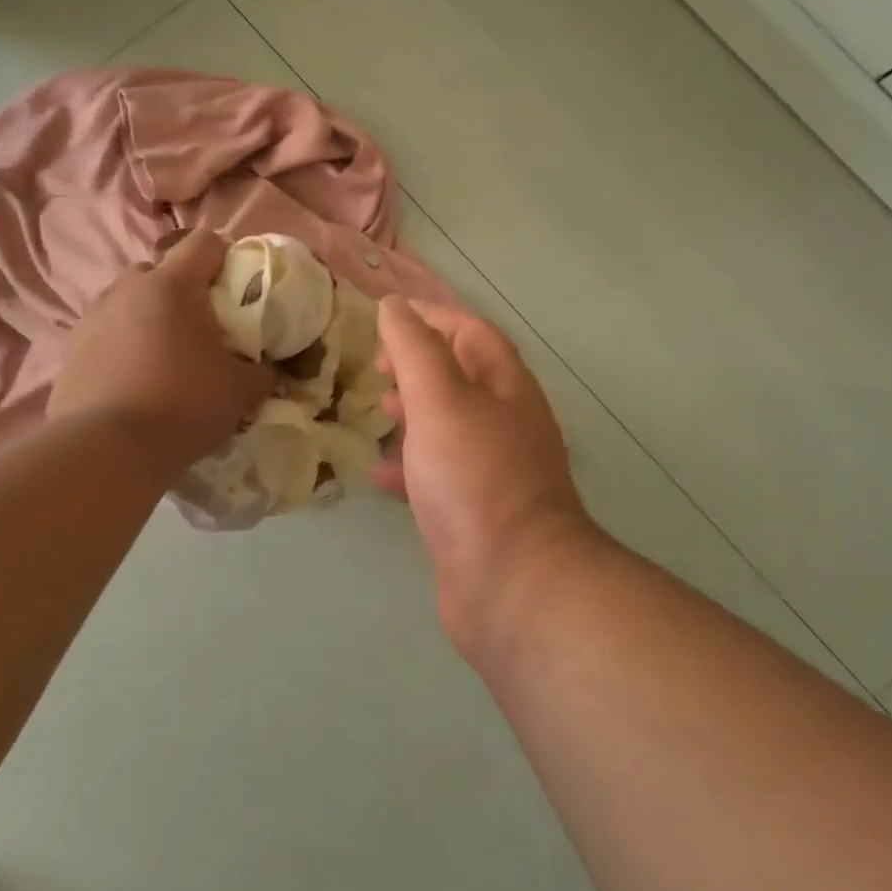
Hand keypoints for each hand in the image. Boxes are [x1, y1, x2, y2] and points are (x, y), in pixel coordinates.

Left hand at [48, 230, 271, 468]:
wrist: (108, 450)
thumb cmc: (184, 404)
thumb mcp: (242, 391)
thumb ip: (262, 372)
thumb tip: (268, 371)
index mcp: (172, 285)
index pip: (205, 242)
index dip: (227, 257)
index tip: (239, 288)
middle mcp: (127, 289)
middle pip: (160, 270)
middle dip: (182, 290)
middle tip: (202, 328)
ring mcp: (92, 318)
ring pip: (128, 302)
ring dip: (148, 317)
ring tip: (165, 357)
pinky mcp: (69, 351)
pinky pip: (105, 334)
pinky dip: (122, 346)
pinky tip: (134, 381)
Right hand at [372, 297, 589, 650]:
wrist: (513, 584)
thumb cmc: (474, 478)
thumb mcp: (440, 399)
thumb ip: (415, 349)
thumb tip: (394, 306)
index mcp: (507, 387)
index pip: (472, 332)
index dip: (431, 317)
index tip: (385, 317)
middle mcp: (508, 423)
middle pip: (463, 376)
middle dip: (419, 365)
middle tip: (378, 370)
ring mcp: (495, 470)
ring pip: (450, 425)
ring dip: (414, 412)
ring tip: (378, 411)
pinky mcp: (477, 512)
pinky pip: (441, 473)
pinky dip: (411, 465)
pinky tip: (381, 473)